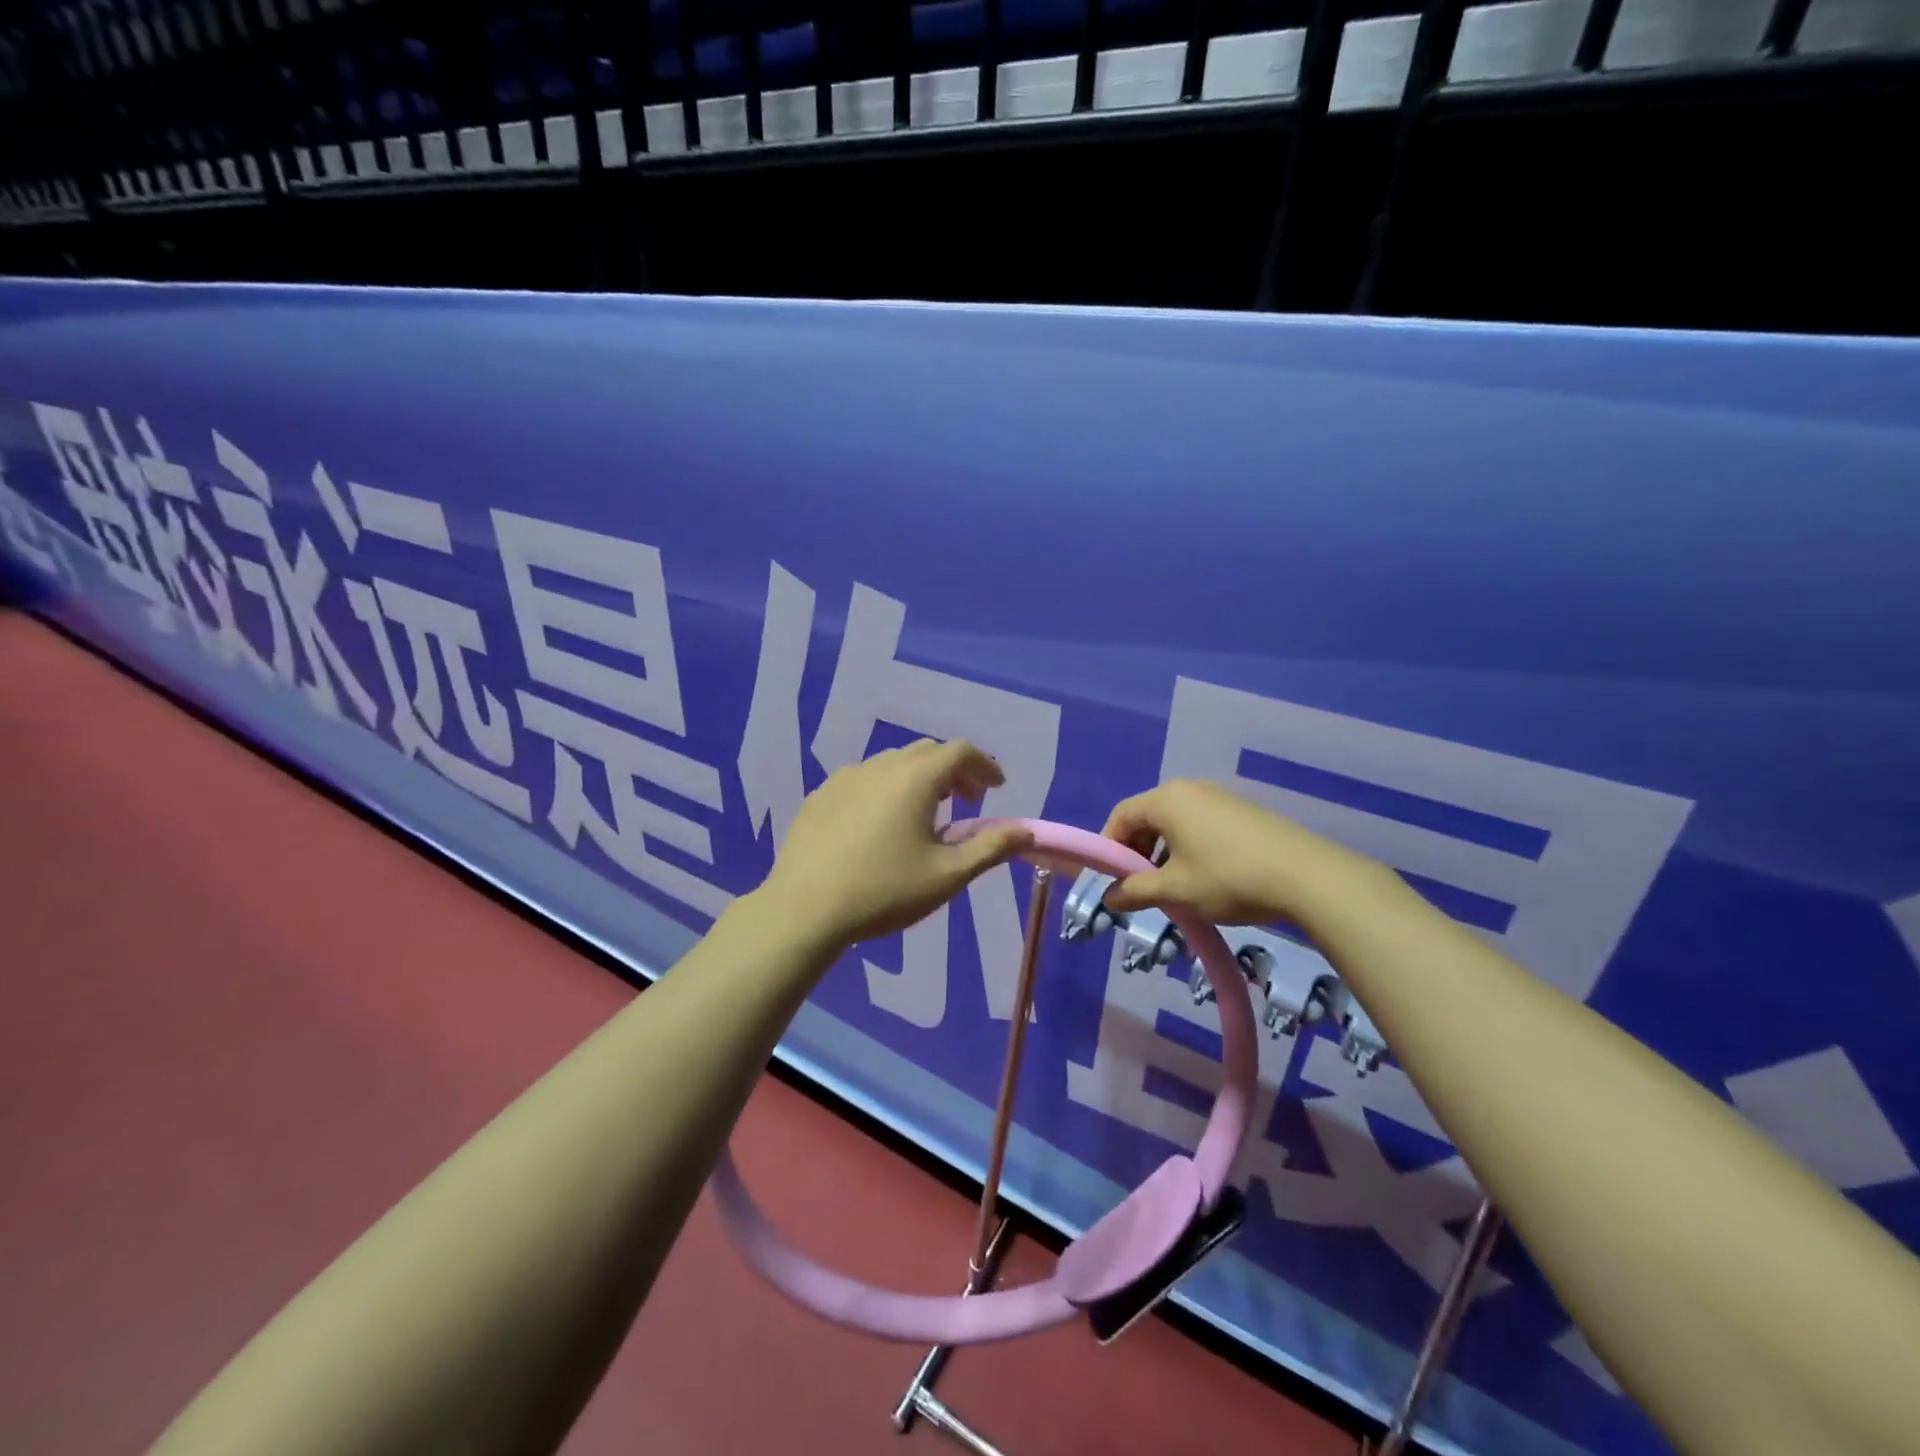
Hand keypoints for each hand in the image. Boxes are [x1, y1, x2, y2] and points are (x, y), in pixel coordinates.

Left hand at [760, 740, 1034, 950]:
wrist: (804, 909)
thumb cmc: (884, 891)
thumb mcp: (947, 875)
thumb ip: (990, 847)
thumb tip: (1026, 831)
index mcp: (915, 778)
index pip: (960, 751)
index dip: (985, 766)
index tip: (996, 789)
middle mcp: (880, 766)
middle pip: (927, 752)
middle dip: (954, 770)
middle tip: (966, 801)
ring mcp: (845, 778)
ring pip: (893, 764)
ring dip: (919, 778)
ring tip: (925, 814)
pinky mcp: (820, 796)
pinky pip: (863, 780)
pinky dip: (885, 789)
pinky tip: (879, 825)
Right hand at [1100, 779, 1379, 926]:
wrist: (1306, 877)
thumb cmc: (1228, 878)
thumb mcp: (1175, 890)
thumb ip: (1135, 891)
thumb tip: (1109, 897)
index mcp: (1166, 800)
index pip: (1120, 816)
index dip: (1108, 847)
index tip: (1110, 879)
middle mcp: (1190, 789)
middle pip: (1147, 816)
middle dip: (1137, 851)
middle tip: (1141, 886)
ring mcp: (1219, 797)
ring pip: (1175, 822)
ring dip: (1164, 852)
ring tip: (1174, 887)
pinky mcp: (1242, 811)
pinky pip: (1201, 824)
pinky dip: (1190, 847)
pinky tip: (1205, 877)